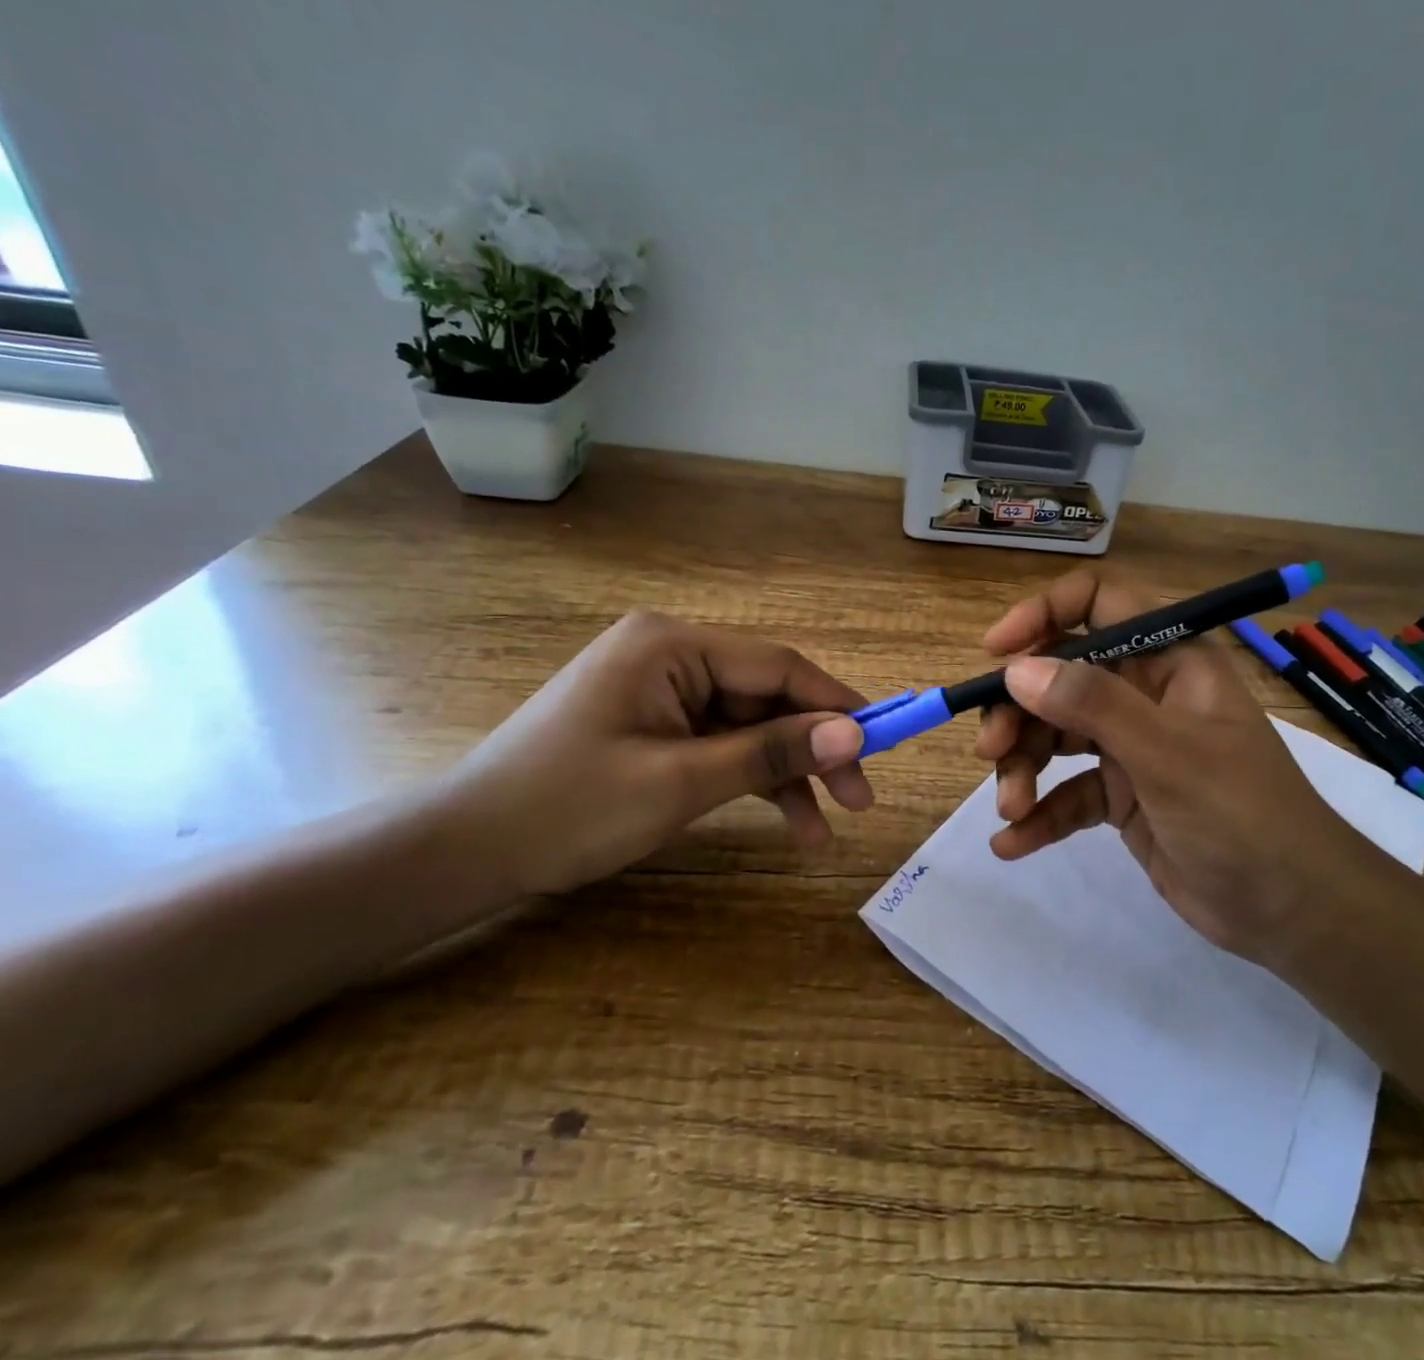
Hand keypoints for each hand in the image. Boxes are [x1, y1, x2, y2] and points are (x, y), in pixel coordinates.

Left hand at [438, 612, 872, 894]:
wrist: (466, 852)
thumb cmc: (568, 808)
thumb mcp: (680, 782)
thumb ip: (771, 752)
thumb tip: (854, 734)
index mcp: (672, 645)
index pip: (778, 667)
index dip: (837, 704)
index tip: (884, 741)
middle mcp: (673, 654)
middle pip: (768, 697)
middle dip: (814, 749)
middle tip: (860, 799)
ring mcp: (664, 690)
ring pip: (751, 726)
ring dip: (787, 774)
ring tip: (825, 829)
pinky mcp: (657, 723)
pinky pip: (722, 744)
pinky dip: (752, 779)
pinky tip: (788, 821)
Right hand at [975, 571, 1367, 966]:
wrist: (1291, 912)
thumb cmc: (1243, 816)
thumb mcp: (1169, 755)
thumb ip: (1094, 706)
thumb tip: (1017, 670)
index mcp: (1168, 660)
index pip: (1099, 604)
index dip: (1043, 614)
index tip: (997, 652)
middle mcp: (1145, 693)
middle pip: (1061, 676)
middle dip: (1020, 711)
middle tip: (991, 750)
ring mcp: (1132, 746)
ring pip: (1056, 735)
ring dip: (1023, 767)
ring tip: (1010, 808)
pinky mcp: (1122, 796)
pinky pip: (1068, 792)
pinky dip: (1040, 814)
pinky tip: (1012, 844)